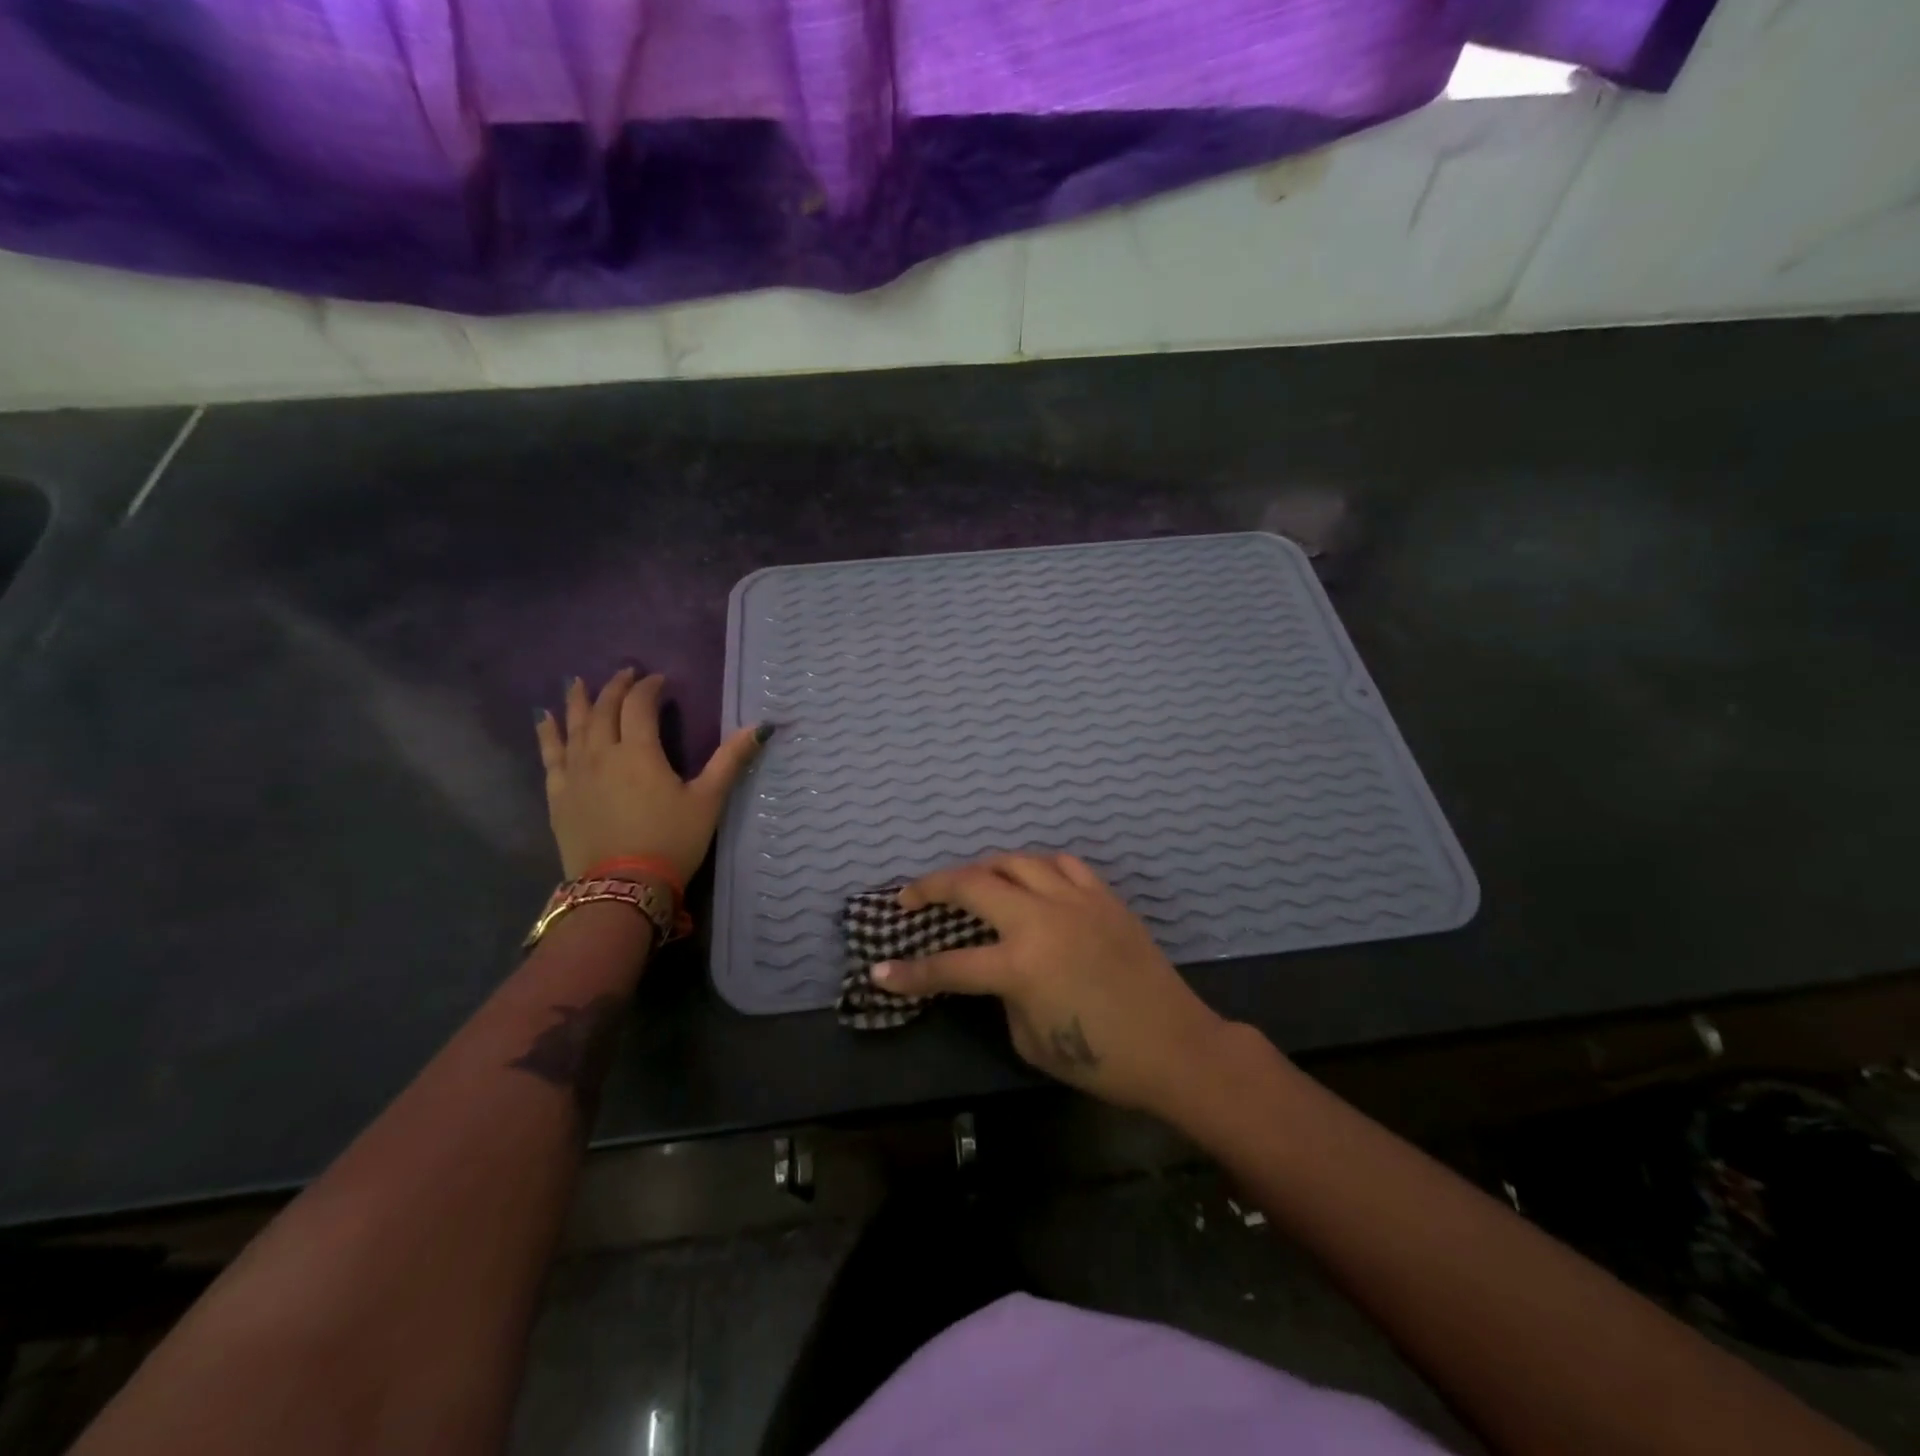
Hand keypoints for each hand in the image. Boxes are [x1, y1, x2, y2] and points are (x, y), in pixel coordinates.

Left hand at [535, 669, 767, 881]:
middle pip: (604, 709)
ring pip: (574, 726)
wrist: (622, 887)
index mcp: (639, 751)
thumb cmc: (671, 841)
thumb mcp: (707, 800)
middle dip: (616, 688)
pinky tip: (545, 719)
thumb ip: (730, 760)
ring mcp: (574, 773)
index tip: (660, 681)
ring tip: (578, 681)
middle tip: (626, 674)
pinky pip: (550, 754)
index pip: (640, 706)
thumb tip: (761, 726)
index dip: (649, 688)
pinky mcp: (558, 794)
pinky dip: (548, 733)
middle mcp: (602, 753)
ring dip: (578, 701)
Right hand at [875, 854, 1234, 1115]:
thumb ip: (1003, 996)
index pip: (947, 966)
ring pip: (1016, 861)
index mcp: (1020, 966)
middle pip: (973, 884)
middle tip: (910, 897)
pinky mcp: (1104, 896)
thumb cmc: (1102, 1059)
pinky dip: (1036, 866)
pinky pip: (1061, 864)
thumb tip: (996, 970)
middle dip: (932, 887)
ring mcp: (1075, 900)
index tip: (879, 971)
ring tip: (968, 882)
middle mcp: (1042, 920)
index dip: (909, 973)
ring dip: (983, 868)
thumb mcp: (1031, 1040)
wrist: (1175, 1047)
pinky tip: (1028, 878)